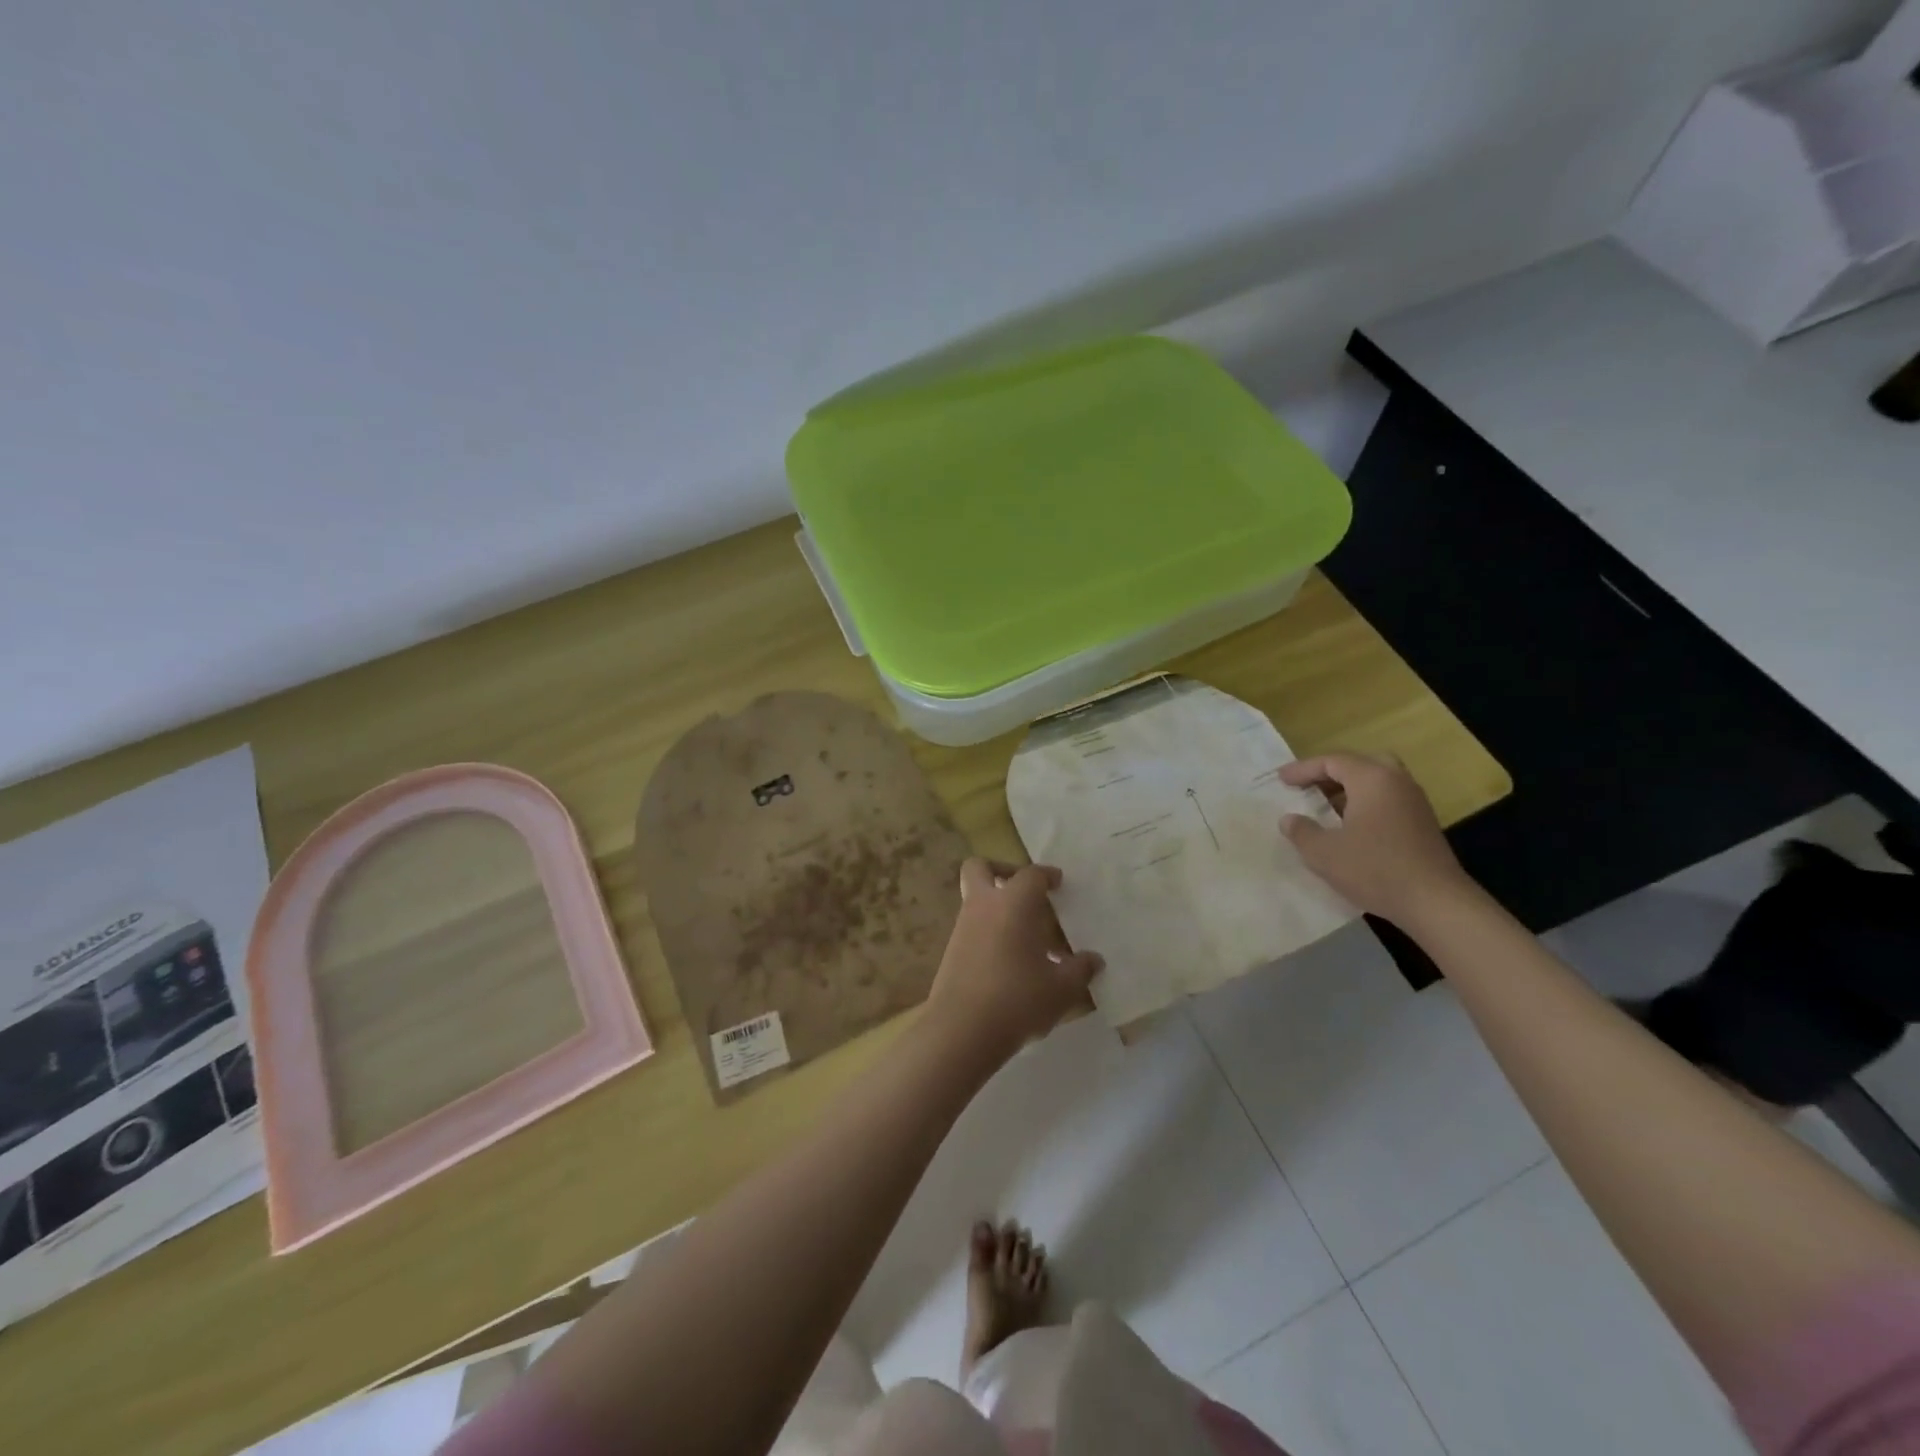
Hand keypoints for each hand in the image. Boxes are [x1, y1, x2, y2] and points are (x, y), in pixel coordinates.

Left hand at [927, 859, 1103, 1061]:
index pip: (1031, 874)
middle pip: (981, 868)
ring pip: (976, 900)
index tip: (1059, 883)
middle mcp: (984, 906)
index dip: (1047, 875)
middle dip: (1002, 870)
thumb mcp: (1061, 989)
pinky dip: (991, 933)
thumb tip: (1094, 960)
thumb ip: (1080, 970)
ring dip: (998, 908)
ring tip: (1029, 939)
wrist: (962, 1030)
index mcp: (1013, 903)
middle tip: (1026, 891)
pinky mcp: (952, 952)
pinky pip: (973, 928)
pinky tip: (1012, 964)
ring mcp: (963, 928)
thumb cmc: (1018, 999)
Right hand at [1279, 753, 1474, 926]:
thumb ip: (1301, 831)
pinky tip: (1351, 828)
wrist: (1434, 902)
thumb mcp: (1323, 853)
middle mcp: (1396, 782)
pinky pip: (1388, 799)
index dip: (1303, 769)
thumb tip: (1289, 820)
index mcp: (1372, 779)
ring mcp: (1414, 802)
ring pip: (1377, 781)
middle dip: (1331, 773)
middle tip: (1309, 786)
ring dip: (1349, 789)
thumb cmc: (1374, 869)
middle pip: (1360, 763)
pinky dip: (1366, 803)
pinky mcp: (1423, 823)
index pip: (1332, 761)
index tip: (1281, 780)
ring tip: (1326, 808)